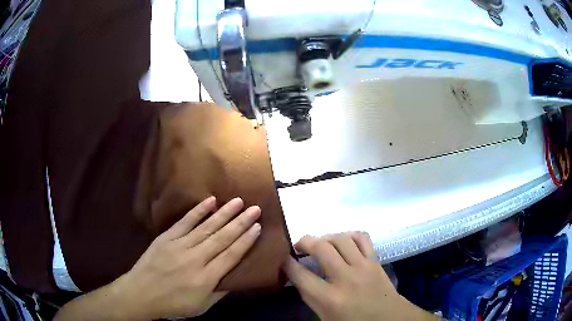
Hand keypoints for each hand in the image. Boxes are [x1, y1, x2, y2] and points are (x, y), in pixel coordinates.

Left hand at [56, 196, 261, 319]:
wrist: (140, 293)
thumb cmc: (172, 304)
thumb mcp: (200, 307)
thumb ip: (219, 293)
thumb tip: (233, 278)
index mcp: (205, 278)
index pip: (231, 256)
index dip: (245, 241)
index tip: (258, 227)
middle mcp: (195, 259)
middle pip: (222, 238)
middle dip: (241, 222)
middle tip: (256, 208)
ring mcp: (179, 245)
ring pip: (206, 227)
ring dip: (224, 213)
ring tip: (238, 201)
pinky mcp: (167, 237)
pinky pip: (185, 221)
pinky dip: (198, 211)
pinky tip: (210, 201)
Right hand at [283, 233, 438, 320]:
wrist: (389, 320)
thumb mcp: (325, 317)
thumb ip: (310, 297)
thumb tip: (299, 276)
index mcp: (329, 299)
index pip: (299, 274)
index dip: (287, 263)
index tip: (283, 258)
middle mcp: (345, 278)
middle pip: (320, 248)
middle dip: (304, 241)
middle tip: (299, 246)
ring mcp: (363, 267)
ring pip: (340, 239)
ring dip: (326, 237)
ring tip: (321, 243)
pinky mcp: (375, 261)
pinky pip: (362, 237)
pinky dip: (349, 235)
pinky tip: (343, 241)